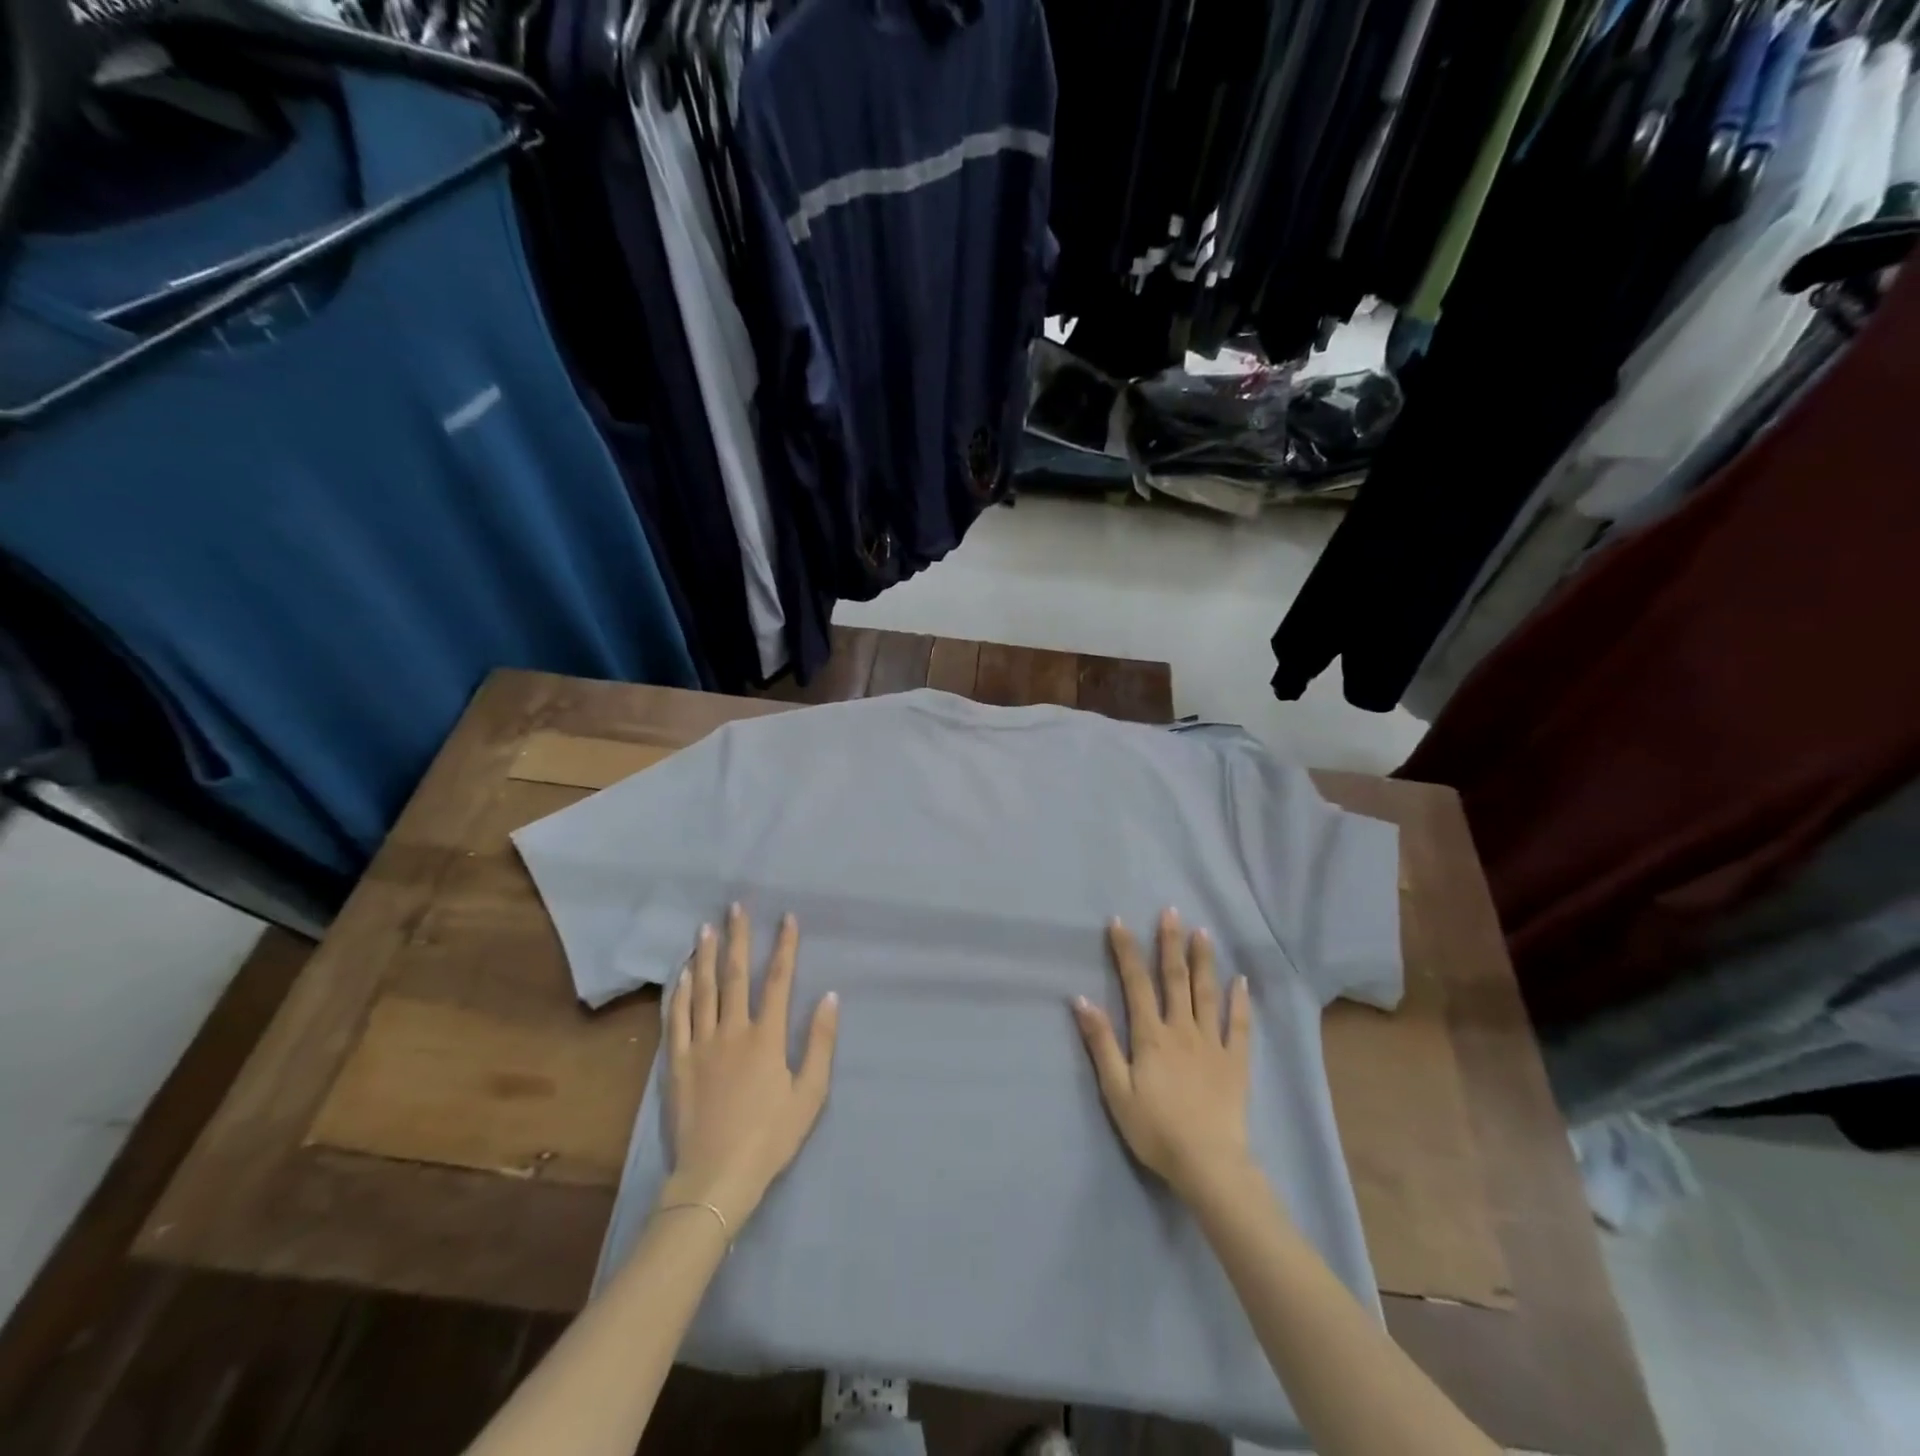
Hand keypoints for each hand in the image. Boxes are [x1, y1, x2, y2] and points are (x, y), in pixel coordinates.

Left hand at [657, 905, 838, 1230]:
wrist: (715, 1178)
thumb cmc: (770, 1137)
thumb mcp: (810, 1094)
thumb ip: (820, 1043)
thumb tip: (830, 997)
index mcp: (767, 1037)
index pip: (778, 980)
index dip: (785, 947)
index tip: (787, 918)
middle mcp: (732, 1031)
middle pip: (736, 975)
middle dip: (738, 938)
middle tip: (735, 907)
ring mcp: (701, 1045)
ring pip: (703, 990)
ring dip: (707, 956)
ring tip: (706, 928)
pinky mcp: (678, 1063)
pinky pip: (677, 1019)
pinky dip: (680, 992)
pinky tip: (682, 974)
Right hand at [1073, 909, 1254, 1203]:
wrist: (1207, 1164)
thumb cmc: (1155, 1129)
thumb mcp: (1116, 1090)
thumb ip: (1101, 1043)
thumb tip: (1082, 1000)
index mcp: (1151, 1036)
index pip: (1136, 984)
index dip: (1127, 952)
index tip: (1120, 923)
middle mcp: (1182, 1030)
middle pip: (1175, 979)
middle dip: (1170, 943)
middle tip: (1170, 911)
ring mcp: (1212, 1043)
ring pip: (1207, 993)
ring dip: (1203, 961)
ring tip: (1202, 932)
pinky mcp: (1236, 1061)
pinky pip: (1239, 1025)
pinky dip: (1240, 1001)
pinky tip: (1241, 981)